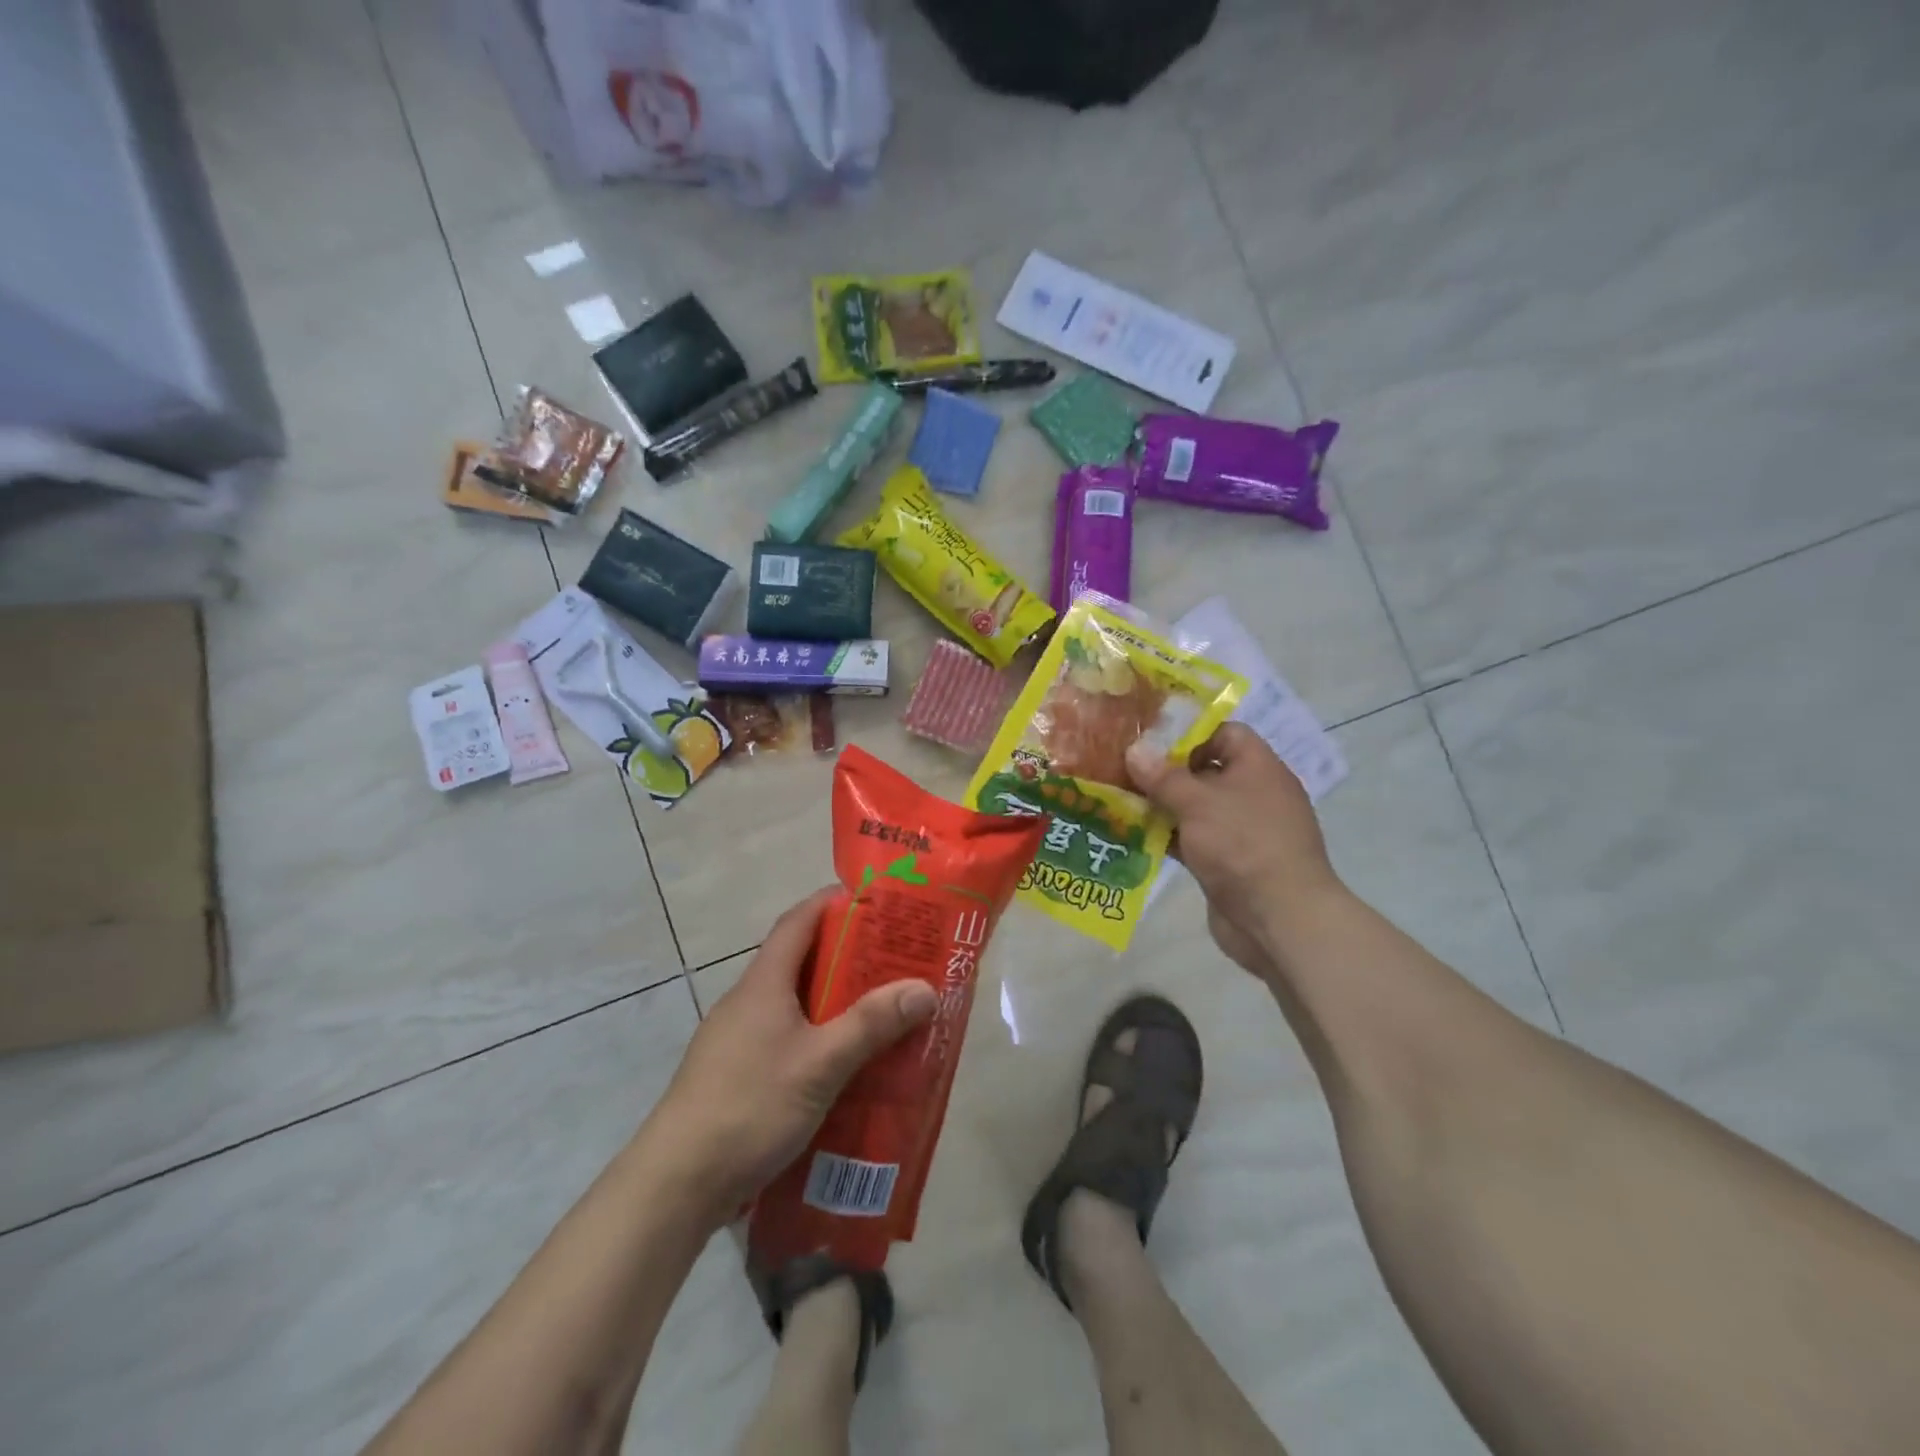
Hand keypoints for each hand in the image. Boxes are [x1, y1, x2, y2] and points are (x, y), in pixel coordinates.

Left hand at [645, 889, 937, 1220]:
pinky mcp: (735, 1075)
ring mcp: (737, 1040)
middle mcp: (747, 1001)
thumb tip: (925, 988)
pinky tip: (843, 1067)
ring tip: (880, 1014)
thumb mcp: (821, 1063)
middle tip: (895, 964)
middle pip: (800, 961)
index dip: (833, 903)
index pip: (798, 921)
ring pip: (794, 1005)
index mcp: (763, 983)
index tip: (875, 902)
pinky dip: (817, 1039)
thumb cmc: (750, 1106)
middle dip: (847, 957)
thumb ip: (872, 1024)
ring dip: (834, 1003)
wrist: (676, 1184)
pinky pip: (785, 1039)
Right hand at [1126, 724, 1339, 977]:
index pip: (1224, 733)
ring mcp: (1240, 831)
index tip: (1148, 737)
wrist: (1279, 919)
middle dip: (1164, 770)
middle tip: (1122, 766)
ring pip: (1194, 807)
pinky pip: (1191, 839)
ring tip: (1117, 798)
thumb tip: (1134, 750)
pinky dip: (1165, 836)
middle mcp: (1252, 794)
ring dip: (1160, 805)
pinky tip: (1131, 834)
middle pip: (1204, 770)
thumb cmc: (1243, 845)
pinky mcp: (1226, 862)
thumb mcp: (1198, 802)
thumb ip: (1163, 775)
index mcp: (1258, 768)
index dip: (1188, 731)